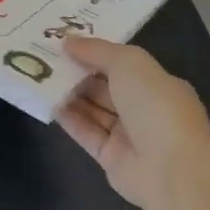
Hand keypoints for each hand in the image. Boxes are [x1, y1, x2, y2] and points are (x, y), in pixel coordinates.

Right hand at [56, 36, 209, 209]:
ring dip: (68, 93)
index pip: (122, 64)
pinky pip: (85, 132)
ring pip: (93, 109)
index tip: (64, 40)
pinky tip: (46, 102)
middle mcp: (143, 108)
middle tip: (42, 55)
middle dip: (77, 71)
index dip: (95, 52)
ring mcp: (127, 135)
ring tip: (37, 75)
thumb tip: (68, 42)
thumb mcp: (129, 63)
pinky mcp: (109, 157)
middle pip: (104, 86)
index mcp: (157, 84)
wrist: (171, 169)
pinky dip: (68, 117)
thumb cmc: (156, 106)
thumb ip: (97, 50)